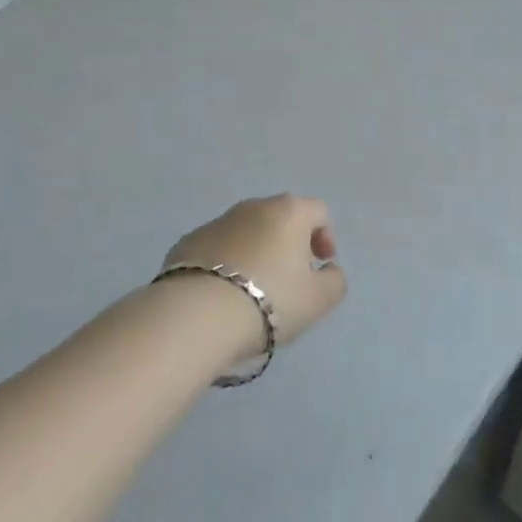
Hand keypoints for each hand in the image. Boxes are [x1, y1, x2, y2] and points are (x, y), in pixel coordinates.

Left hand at [163, 194, 346, 347]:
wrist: (197, 315)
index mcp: (290, 212)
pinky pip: (217, 248)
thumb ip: (334, 280)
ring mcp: (218, 221)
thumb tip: (329, 269)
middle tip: (288, 279)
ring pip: (247, 231)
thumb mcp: (318, 300)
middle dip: (289, 243)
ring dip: (255, 251)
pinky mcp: (188, 242)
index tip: (320, 266)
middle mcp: (254, 206)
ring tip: (252, 290)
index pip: (318, 212)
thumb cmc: (270, 300)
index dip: (325, 237)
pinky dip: (225, 263)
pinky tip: (221, 294)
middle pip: (281, 218)